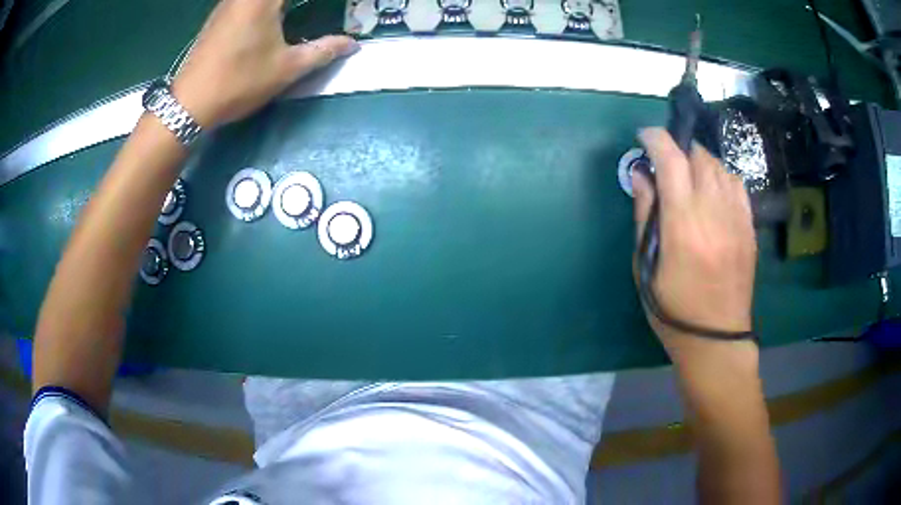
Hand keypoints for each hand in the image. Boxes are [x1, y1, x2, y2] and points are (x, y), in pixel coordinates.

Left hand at [171, 0, 356, 128]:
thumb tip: (352, 45)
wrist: (189, 104)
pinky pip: (246, 0)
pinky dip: (264, 4)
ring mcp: (229, 2)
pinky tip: (272, 13)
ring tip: (294, 10)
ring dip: (278, 3)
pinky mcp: (219, 14)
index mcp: (263, 0)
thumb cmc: (239, 82)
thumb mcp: (286, 69)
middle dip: (294, 3)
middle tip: (311, 9)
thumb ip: (323, 51)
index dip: (317, 2)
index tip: (335, 6)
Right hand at [632, 128, 756, 348]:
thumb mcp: (646, 267)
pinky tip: (713, 189)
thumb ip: (645, 215)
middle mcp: (713, 213)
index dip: (656, 139)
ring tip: (689, 176)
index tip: (644, 136)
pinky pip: (737, 185)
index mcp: (683, 225)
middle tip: (666, 162)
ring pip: (720, 167)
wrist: (716, 338)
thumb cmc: (672, 309)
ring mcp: (736, 219)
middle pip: (698, 157)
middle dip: (678, 149)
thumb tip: (641, 175)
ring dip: (700, 162)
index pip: (671, 161)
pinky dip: (721, 176)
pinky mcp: (749, 227)